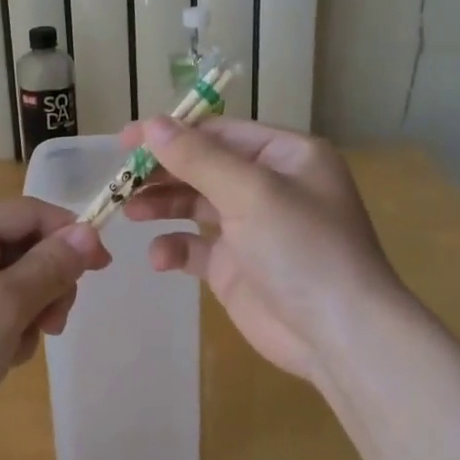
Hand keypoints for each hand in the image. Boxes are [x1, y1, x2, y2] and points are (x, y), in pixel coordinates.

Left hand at [0, 198, 109, 449]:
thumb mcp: (2, 306)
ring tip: (7, 352)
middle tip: (49, 325)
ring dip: (24, 320)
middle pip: (26, 250)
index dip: (72, 237)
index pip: (32, 213)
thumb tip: (89, 232)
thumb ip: (50, 268)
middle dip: (44, 289)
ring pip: (14, 287)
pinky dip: (1, 337)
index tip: (104, 269)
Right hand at [121, 118, 406, 380]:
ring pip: (195, 204)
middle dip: (163, 172)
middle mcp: (269, 186)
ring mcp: (252, 228)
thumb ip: (197, 157)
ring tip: (130, 211)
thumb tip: (151, 124)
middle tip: (121, 180)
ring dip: (162, 205)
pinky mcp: (236, 267)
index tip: (126, 140)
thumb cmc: (301, 248)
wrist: (338, 335)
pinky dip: (175, 248)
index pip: (219, 132)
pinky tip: (161, 258)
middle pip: (203, 166)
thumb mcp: (250, 192)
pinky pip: (195, 247)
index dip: (172, 133)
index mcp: (285, 156)